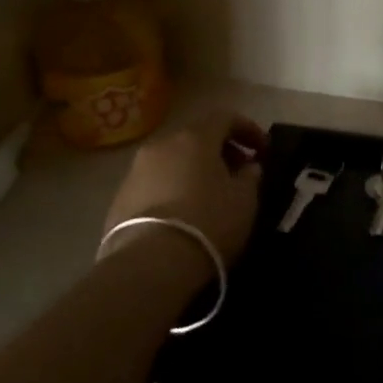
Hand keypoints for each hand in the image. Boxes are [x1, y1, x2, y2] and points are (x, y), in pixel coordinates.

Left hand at [101, 113, 265, 268]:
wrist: (148, 264)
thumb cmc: (207, 223)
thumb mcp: (244, 201)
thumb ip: (250, 176)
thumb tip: (248, 166)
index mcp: (195, 137)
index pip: (225, 117)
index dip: (248, 129)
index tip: (263, 150)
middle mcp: (162, 144)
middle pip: (196, 137)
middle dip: (220, 150)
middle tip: (238, 173)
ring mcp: (136, 170)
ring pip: (173, 160)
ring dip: (193, 170)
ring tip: (209, 196)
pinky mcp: (119, 198)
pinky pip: (154, 183)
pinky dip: (172, 189)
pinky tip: (182, 214)